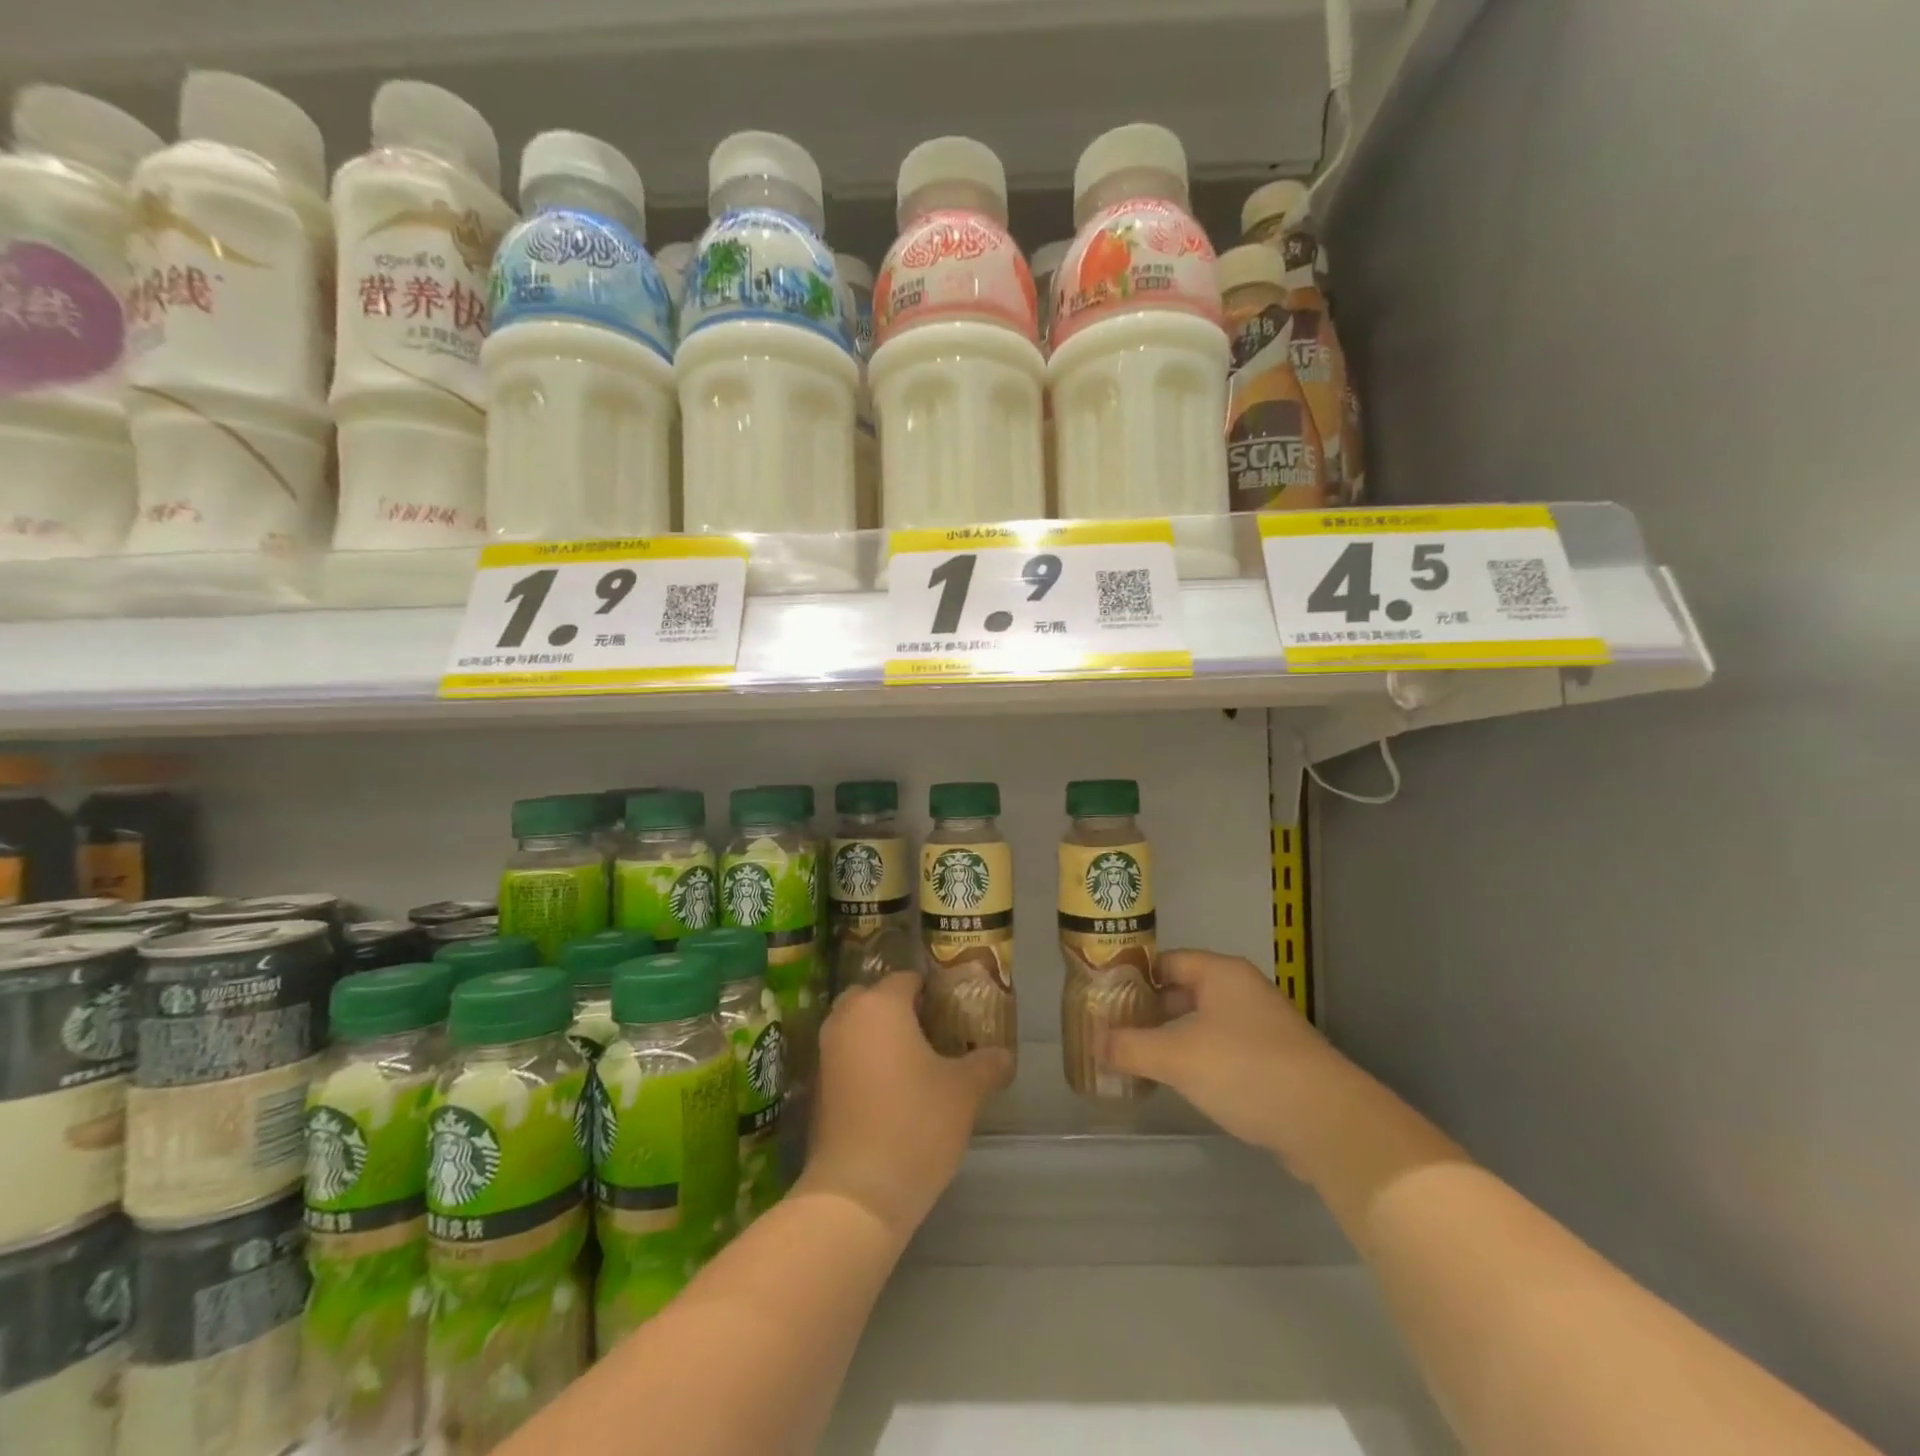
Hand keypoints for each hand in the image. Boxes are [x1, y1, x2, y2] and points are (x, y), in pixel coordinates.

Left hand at [798, 972, 1012, 1239]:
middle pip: (874, 998)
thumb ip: (987, 1065)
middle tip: (932, 1032)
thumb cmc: (915, 1124)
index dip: (932, 991)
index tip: (954, 1011)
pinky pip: (845, 1057)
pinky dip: (864, 1062)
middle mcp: (847, 1018)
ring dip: (879, 1036)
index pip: (907, 978)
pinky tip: (892, 1090)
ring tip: (915, 1062)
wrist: (858, 1193)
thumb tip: (1004, 1056)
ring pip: (856, 1027)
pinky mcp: (817, 1087)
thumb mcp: (965, 1092)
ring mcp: (826, 1053)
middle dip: (899, 1009)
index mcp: (881, 1005)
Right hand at [1100, 950, 1334, 1163]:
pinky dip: (1198, 1060)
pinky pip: (1223, 1049)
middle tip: (1115, 1032)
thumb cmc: (1245, 1070)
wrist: (1328, 1122)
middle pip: (1183, 991)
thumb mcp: (1176, 1056)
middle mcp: (1242, 990)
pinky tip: (1180, 1083)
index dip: (1133, 977)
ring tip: (1138, 1060)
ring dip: (1172, 1038)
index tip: (1105, 999)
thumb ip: (1130, 1047)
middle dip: (1149, 1012)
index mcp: (1220, 973)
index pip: (1165, 961)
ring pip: (1203, 1023)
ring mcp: (1262, 1026)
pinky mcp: (1274, 1060)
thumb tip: (1095, 1044)